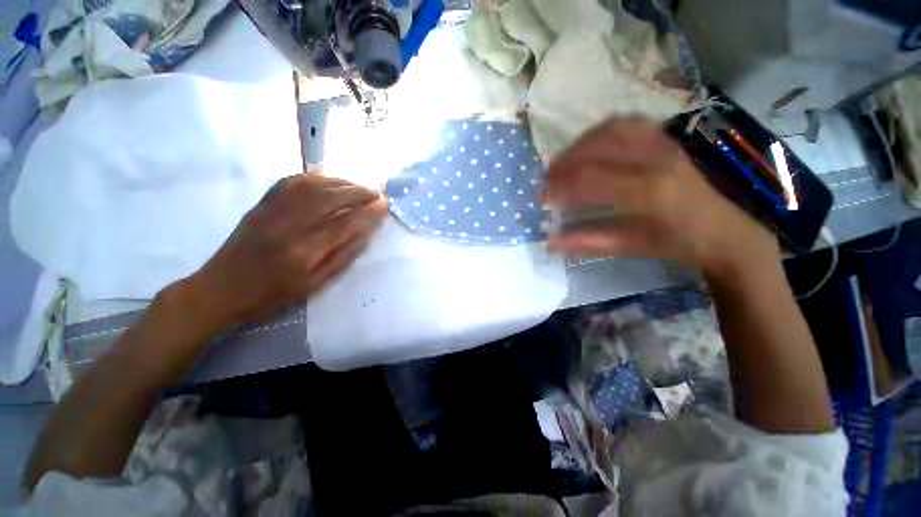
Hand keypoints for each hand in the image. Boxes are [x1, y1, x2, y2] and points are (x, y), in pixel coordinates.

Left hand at [184, 171, 387, 330]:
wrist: (221, 289)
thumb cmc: (272, 294)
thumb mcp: (314, 285)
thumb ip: (342, 257)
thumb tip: (366, 234)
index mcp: (304, 251)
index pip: (345, 224)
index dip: (368, 212)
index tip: (384, 205)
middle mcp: (289, 225)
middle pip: (330, 198)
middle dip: (358, 192)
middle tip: (376, 193)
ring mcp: (272, 210)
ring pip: (312, 185)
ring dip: (341, 182)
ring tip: (358, 186)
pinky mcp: (262, 204)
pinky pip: (291, 181)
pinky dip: (315, 177)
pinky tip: (328, 180)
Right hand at [545, 118, 777, 275]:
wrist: (725, 230)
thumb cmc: (677, 243)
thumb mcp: (630, 247)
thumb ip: (588, 242)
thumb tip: (551, 243)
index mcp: (648, 191)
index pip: (589, 177)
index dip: (559, 184)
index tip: (542, 196)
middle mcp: (655, 160)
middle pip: (597, 146)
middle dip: (565, 161)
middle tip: (548, 178)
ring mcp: (664, 145)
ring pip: (612, 128)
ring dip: (581, 143)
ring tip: (565, 161)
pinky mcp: (667, 140)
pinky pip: (629, 124)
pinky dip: (602, 132)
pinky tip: (592, 147)